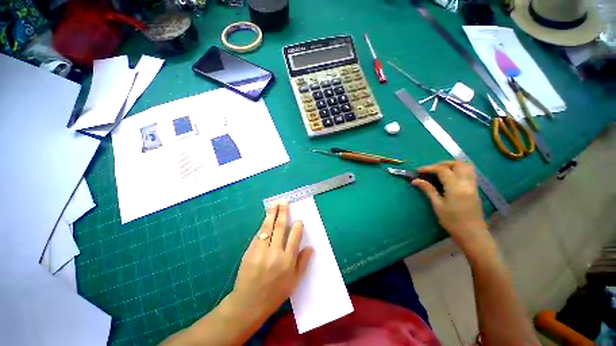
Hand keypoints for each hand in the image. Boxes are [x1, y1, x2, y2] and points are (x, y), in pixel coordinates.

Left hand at [230, 202, 312, 322]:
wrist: (248, 303)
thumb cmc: (274, 294)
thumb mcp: (293, 282)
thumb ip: (302, 263)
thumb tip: (310, 247)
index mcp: (287, 261)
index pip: (294, 236)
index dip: (297, 226)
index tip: (298, 220)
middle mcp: (275, 253)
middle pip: (280, 227)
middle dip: (283, 212)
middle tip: (284, 202)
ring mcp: (261, 250)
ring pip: (268, 227)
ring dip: (272, 214)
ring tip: (274, 204)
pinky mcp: (250, 251)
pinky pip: (259, 234)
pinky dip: (263, 225)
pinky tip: (266, 219)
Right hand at [412, 161, 489, 253]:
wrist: (472, 234)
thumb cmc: (452, 221)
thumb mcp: (437, 205)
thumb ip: (428, 190)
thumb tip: (415, 180)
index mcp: (456, 187)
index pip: (442, 170)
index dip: (429, 168)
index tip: (418, 171)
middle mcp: (466, 183)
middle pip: (457, 164)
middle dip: (442, 163)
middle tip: (430, 169)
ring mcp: (473, 186)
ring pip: (466, 167)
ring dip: (452, 165)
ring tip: (440, 170)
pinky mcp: (475, 190)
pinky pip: (470, 173)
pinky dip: (459, 170)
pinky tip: (450, 177)